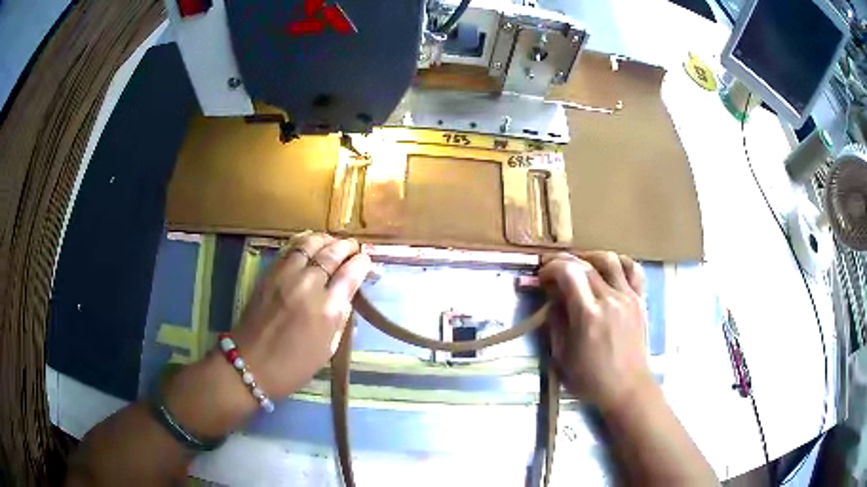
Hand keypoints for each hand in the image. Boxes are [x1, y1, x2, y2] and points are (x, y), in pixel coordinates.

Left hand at [231, 232, 371, 398]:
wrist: (251, 363)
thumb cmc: (294, 366)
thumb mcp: (327, 349)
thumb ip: (340, 319)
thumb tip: (346, 297)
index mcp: (327, 309)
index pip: (350, 274)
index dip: (362, 263)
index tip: (366, 260)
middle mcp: (308, 285)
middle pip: (332, 253)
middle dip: (346, 246)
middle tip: (353, 247)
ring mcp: (286, 276)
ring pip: (310, 243)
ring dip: (325, 239)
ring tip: (332, 242)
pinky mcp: (269, 273)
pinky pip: (290, 248)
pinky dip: (304, 241)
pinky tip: (310, 244)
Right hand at [540, 251, 652, 412]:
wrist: (627, 388)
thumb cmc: (591, 378)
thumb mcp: (562, 356)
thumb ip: (556, 321)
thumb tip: (552, 297)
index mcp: (588, 315)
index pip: (568, 272)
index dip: (551, 267)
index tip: (542, 277)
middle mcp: (610, 299)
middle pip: (586, 264)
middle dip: (564, 262)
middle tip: (553, 271)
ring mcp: (629, 297)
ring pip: (610, 260)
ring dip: (590, 257)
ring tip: (579, 266)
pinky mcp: (640, 300)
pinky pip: (633, 270)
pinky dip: (619, 262)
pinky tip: (609, 268)